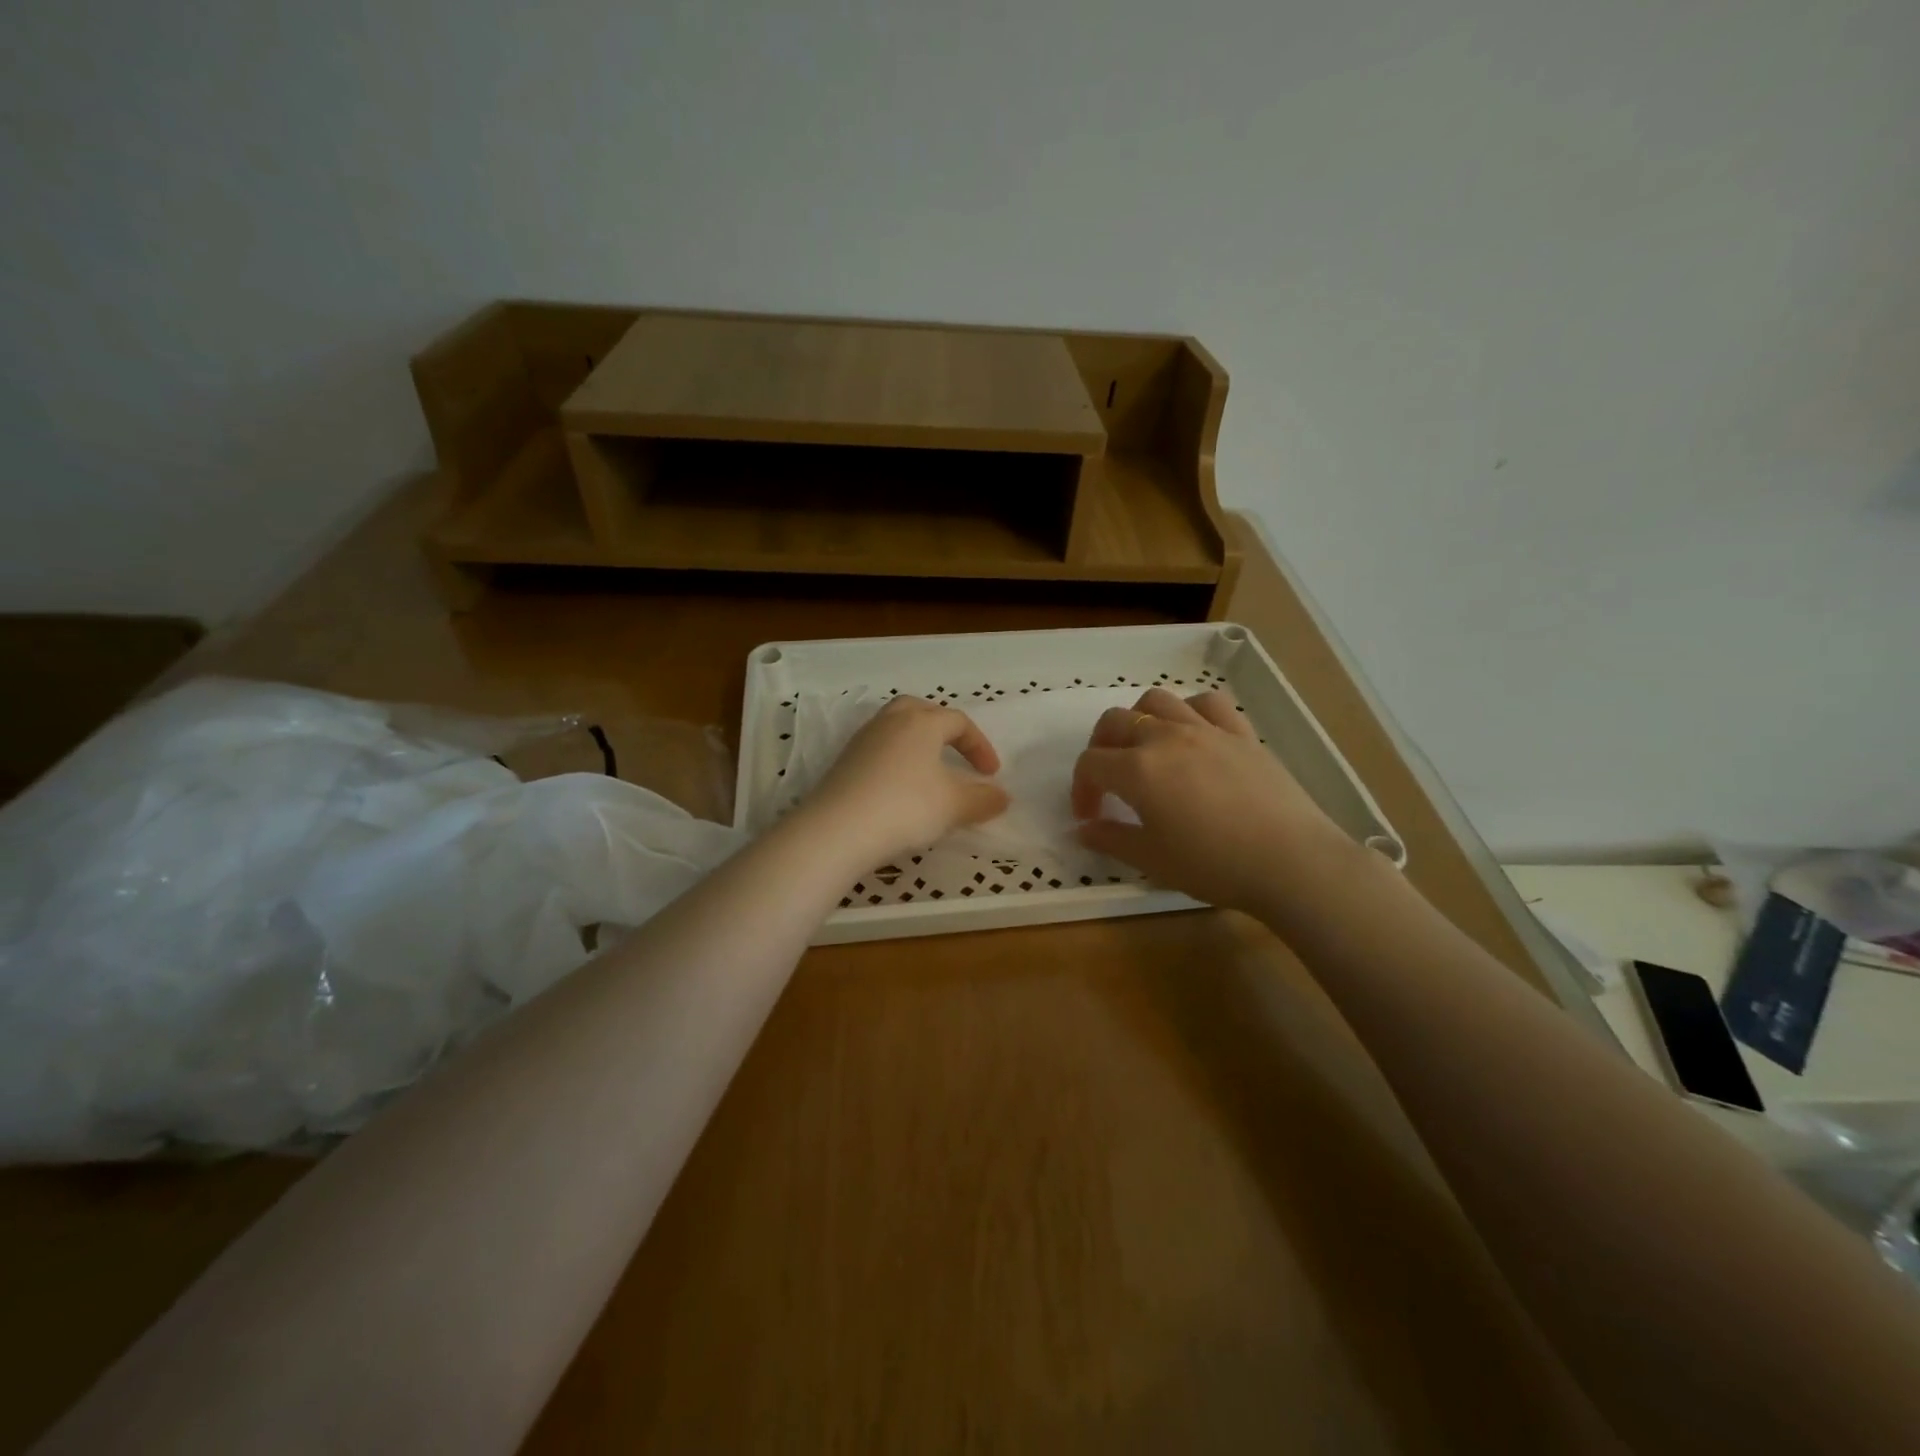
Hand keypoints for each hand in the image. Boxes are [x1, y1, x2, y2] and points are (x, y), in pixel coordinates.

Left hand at [795, 696, 1009, 867]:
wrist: (838, 829)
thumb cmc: (906, 807)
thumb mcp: (954, 806)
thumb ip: (983, 799)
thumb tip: (1003, 796)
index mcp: (921, 722)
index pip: (958, 721)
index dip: (979, 746)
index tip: (991, 774)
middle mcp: (890, 722)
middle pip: (921, 711)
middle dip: (943, 729)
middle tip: (956, 754)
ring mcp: (862, 741)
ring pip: (896, 729)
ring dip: (917, 745)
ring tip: (929, 772)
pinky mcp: (844, 763)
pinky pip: (878, 751)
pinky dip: (896, 761)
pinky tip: (900, 789)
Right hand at [1072, 688, 1356, 913]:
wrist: (1291, 861)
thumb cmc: (1214, 865)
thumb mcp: (1152, 860)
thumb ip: (1111, 840)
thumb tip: (1083, 830)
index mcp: (1137, 770)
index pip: (1090, 764)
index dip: (1081, 789)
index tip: (1090, 817)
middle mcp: (1165, 738)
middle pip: (1115, 721)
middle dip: (1100, 747)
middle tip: (1108, 779)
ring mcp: (1206, 729)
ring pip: (1157, 701)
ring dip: (1139, 719)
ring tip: (1145, 748)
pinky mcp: (1241, 732)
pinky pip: (1207, 703)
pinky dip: (1190, 711)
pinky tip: (1193, 734)